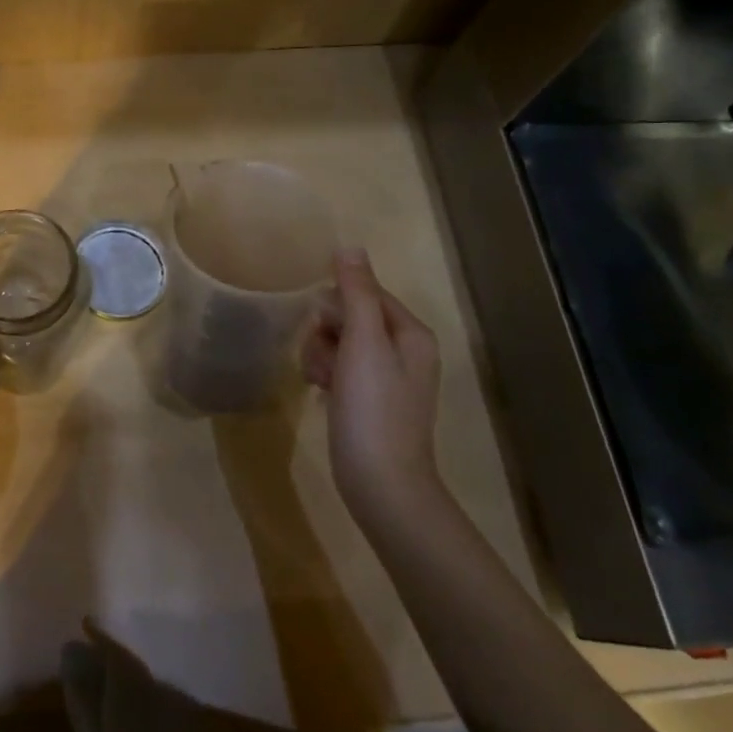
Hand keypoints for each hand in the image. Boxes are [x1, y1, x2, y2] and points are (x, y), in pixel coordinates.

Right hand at [302, 249, 443, 531]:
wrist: (380, 483)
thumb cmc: (373, 409)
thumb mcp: (363, 343)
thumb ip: (356, 294)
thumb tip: (350, 247)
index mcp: (411, 333)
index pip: (365, 292)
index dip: (336, 306)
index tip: (325, 330)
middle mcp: (404, 350)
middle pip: (349, 316)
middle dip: (326, 333)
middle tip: (325, 361)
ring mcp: (386, 377)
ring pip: (338, 342)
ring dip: (321, 355)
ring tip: (321, 382)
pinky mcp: (368, 400)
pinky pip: (339, 368)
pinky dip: (326, 375)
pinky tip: (321, 393)